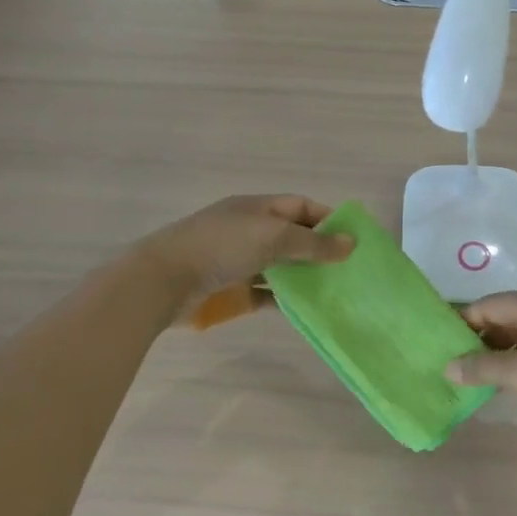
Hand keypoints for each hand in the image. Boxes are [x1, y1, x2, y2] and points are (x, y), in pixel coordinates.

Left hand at [140, 194, 352, 308]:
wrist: (163, 280)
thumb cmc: (221, 247)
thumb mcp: (273, 237)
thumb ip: (313, 243)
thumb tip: (351, 243)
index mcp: (257, 208)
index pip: (301, 207)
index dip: (327, 220)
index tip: (353, 241)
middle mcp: (249, 230)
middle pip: (292, 237)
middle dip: (319, 251)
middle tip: (349, 270)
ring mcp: (238, 260)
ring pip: (280, 266)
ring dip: (303, 276)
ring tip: (333, 291)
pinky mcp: (229, 289)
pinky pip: (264, 292)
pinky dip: (283, 298)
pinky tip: (303, 309)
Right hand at [446, 290, 516, 406]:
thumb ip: (486, 369)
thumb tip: (448, 367)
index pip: (488, 305)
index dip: (462, 322)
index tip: (438, 343)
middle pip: (502, 318)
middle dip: (476, 339)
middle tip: (449, 362)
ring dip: (495, 353)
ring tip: (468, 375)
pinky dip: (514, 362)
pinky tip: (501, 382)